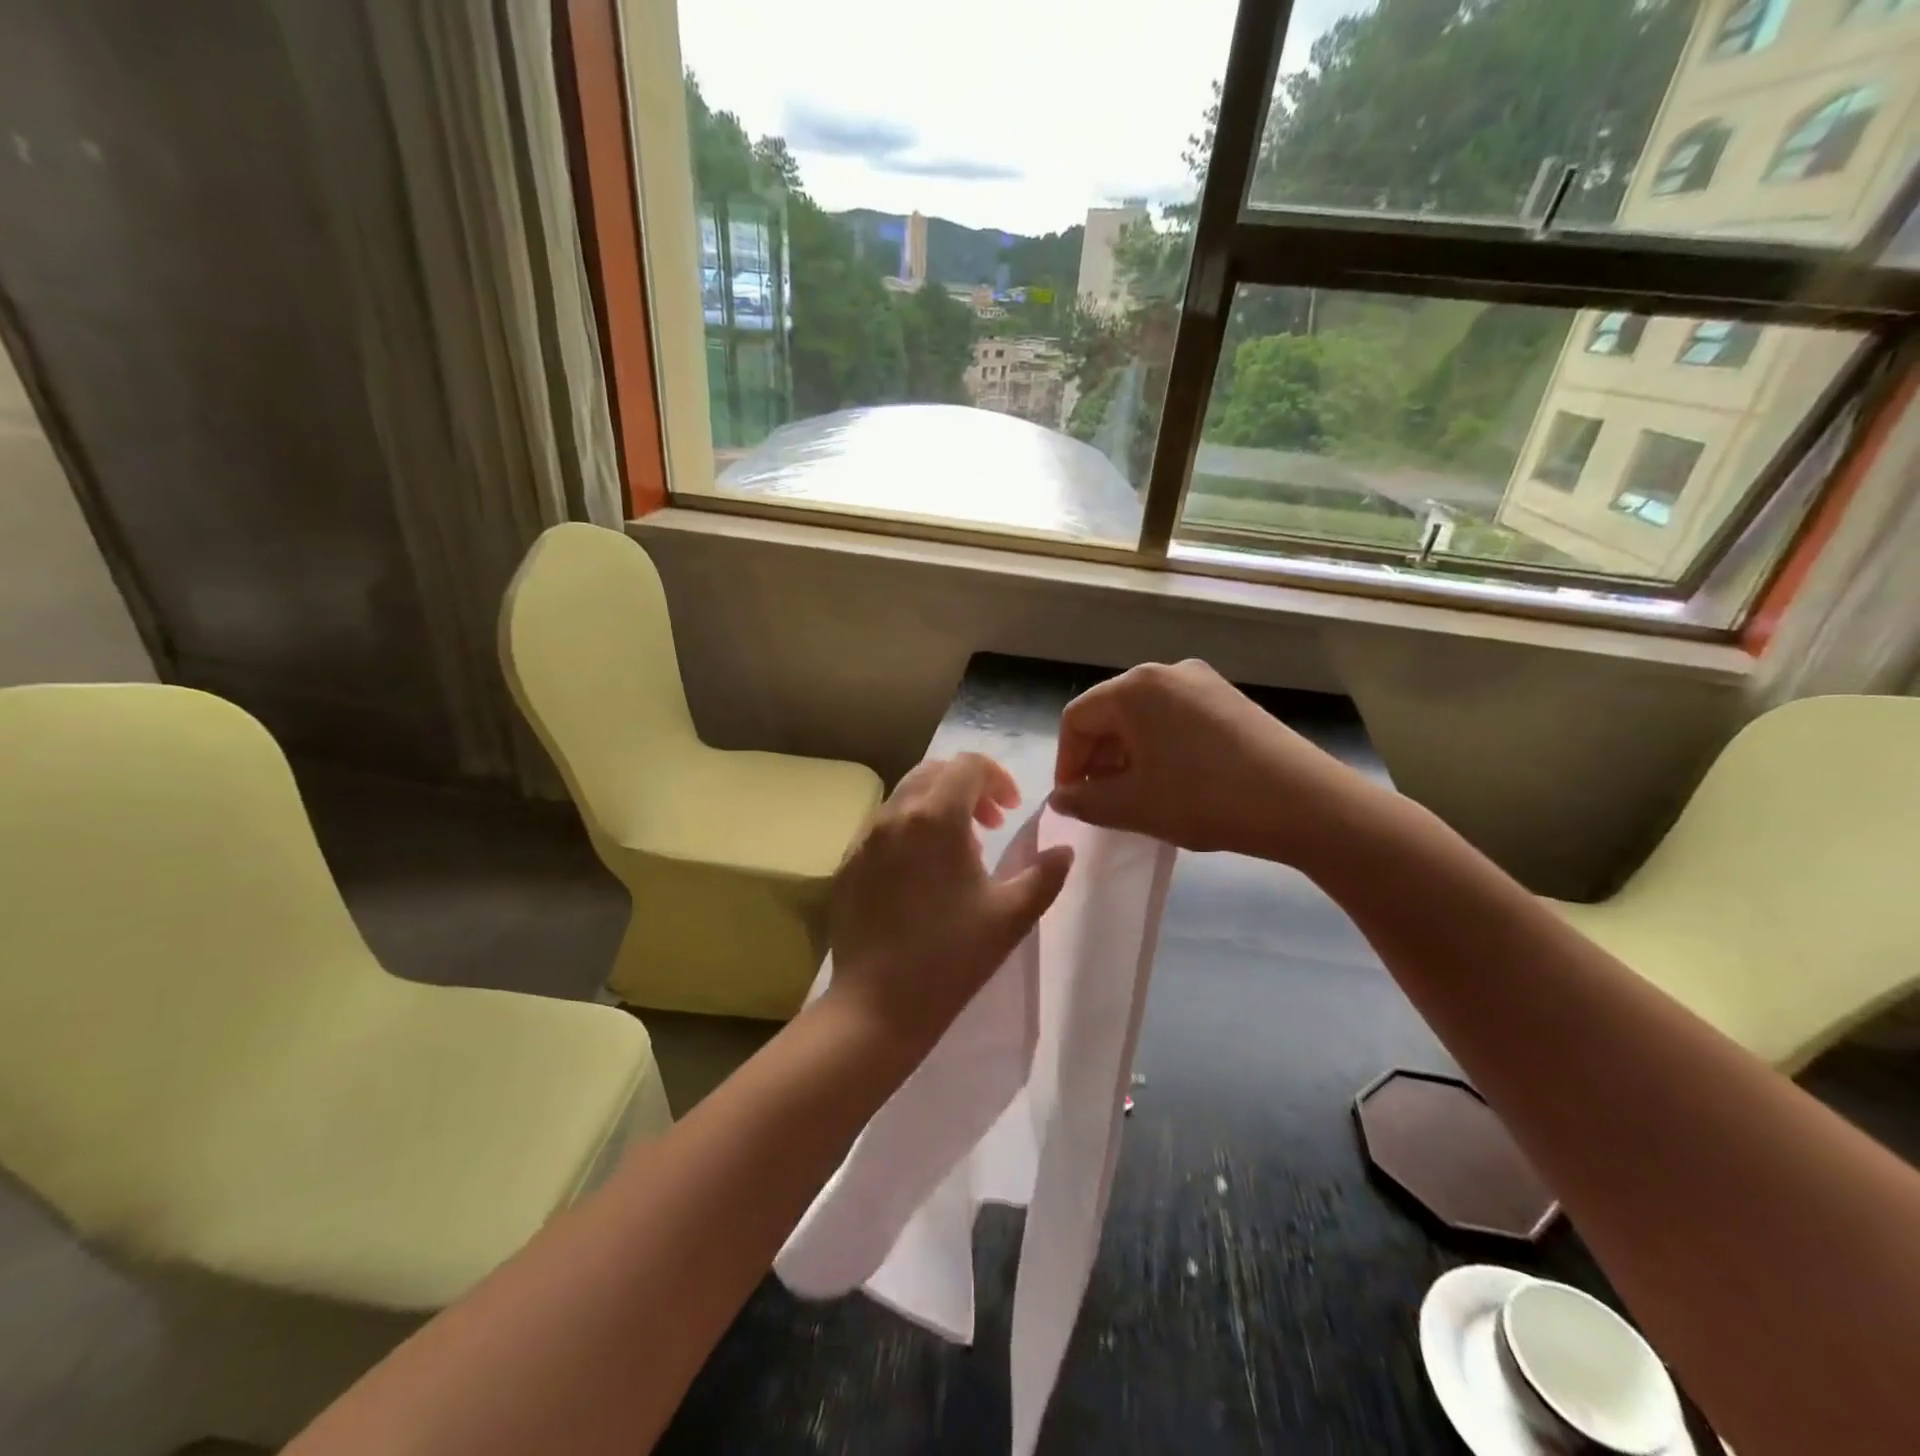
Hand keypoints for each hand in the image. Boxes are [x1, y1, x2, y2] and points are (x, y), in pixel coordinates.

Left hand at [827, 754, 1073, 1057]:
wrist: (878, 1005)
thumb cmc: (952, 957)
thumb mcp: (1011, 915)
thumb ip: (1045, 875)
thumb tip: (1064, 850)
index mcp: (935, 817)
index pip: (968, 765)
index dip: (997, 778)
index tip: (1010, 811)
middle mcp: (894, 815)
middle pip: (933, 772)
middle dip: (967, 787)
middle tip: (989, 825)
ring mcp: (864, 838)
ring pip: (905, 796)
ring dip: (937, 806)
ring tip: (958, 851)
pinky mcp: (847, 863)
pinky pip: (882, 826)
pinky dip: (909, 829)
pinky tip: (920, 874)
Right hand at [1050, 660, 1376, 863]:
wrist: (1302, 802)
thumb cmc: (1205, 799)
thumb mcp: (1134, 806)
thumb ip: (1086, 801)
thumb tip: (1062, 797)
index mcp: (1135, 688)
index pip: (1078, 718)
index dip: (1067, 761)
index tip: (1072, 799)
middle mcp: (1165, 672)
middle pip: (1110, 711)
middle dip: (1097, 757)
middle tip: (1101, 799)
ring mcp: (1202, 682)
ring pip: (1143, 715)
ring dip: (1128, 753)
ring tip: (1136, 793)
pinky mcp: (1228, 698)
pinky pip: (1174, 717)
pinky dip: (1159, 745)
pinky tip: (1172, 779)